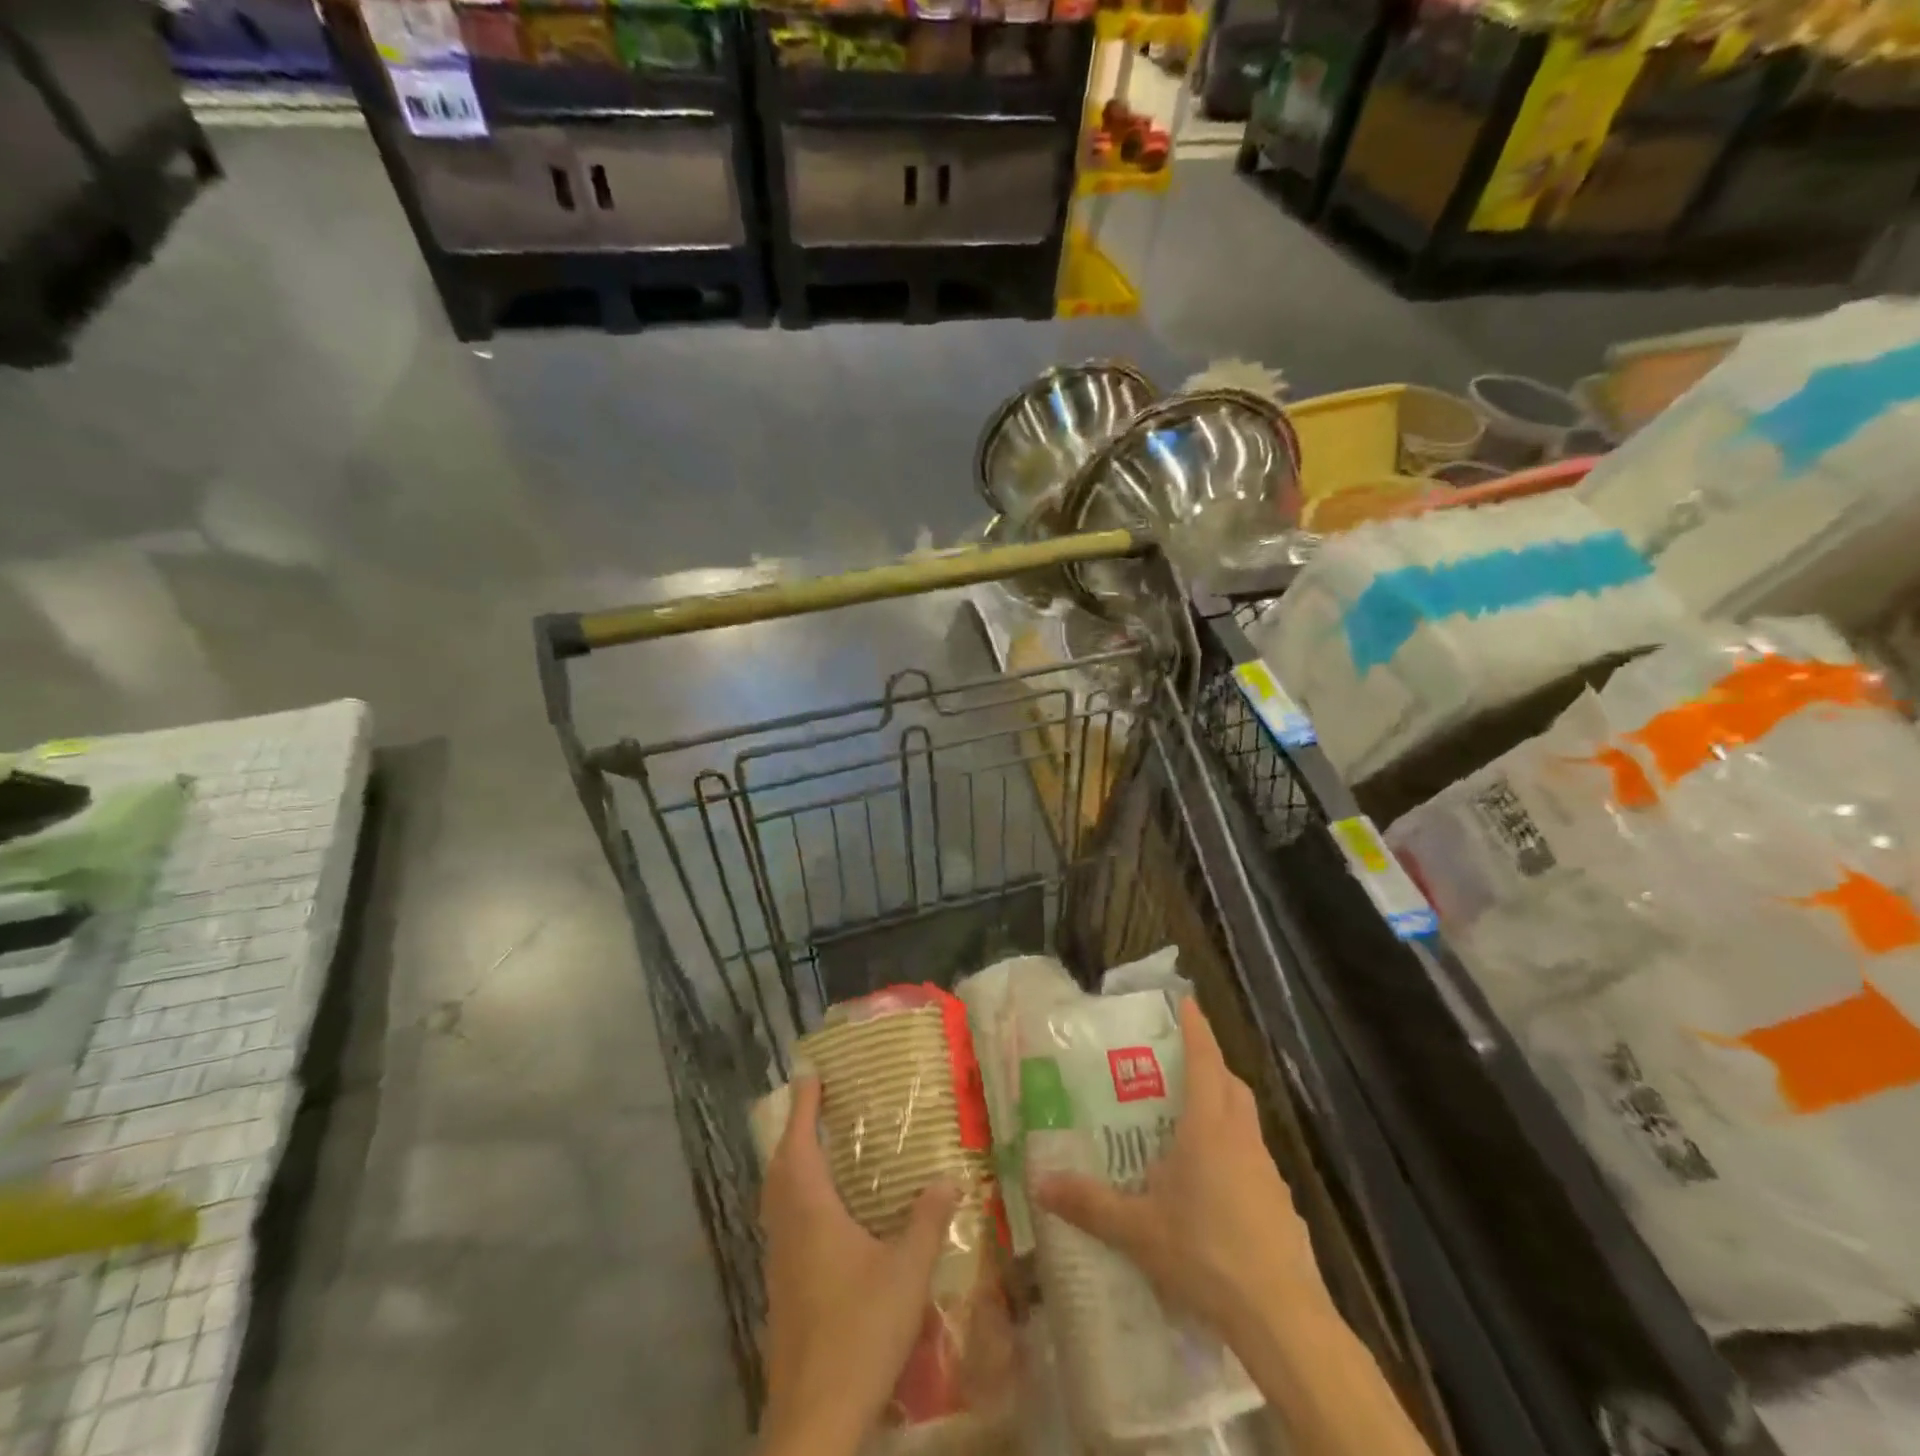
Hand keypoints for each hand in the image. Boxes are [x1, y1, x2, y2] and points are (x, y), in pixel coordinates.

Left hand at [759, 1076, 960, 1455]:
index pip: (800, 1143)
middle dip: (794, 1131)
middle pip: (780, 1167)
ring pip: (777, 1198)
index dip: (804, 1106)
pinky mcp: (781, 1291)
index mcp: (811, 1212)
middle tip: (815, 1108)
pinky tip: (823, 1218)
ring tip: (817, 1151)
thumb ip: (928, 1221)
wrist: (814, 1418)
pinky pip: (783, 1224)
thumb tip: (950, 1177)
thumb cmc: (859, 1331)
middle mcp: (787, 1229)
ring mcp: (778, 1263)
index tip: (810, 1075)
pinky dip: (795, 1199)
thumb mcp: (907, 1272)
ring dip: (791, 1166)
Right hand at [1034, 998, 1328, 1345]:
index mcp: (1209, 1128)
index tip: (1187, 1001)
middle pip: (1232, 1085)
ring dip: (1224, 1110)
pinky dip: (1234, 1155)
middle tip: (1181, 1064)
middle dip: (1211, 1066)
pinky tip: (1214, 1189)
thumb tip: (1040, 1185)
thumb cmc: (1205, 1254)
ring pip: (1246, 1123)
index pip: (1205, 1061)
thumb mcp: (1137, 1230)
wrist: (1282, 1319)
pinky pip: (1254, 1162)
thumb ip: (1089, 1204)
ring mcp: (1268, 1173)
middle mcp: (1242, 1139)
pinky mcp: (1282, 1206)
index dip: (1197, 1029)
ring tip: (1190, 1127)